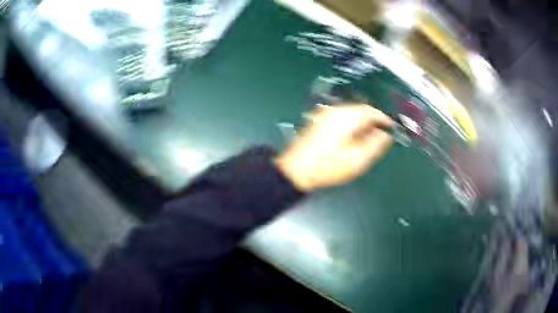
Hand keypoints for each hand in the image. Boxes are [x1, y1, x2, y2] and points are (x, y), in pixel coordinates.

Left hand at [275, 104, 393, 191]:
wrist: (296, 170)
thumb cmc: (329, 167)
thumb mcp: (357, 159)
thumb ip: (375, 145)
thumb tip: (385, 135)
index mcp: (346, 117)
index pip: (370, 111)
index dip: (383, 118)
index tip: (390, 126)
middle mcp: (335, 111)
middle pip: (359, 110)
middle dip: (372, 121)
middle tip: (379, 135)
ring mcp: (325, 115)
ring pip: (350, 114)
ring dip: (361, 123)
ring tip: (367, 139)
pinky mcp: (318, 121)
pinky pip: (340, 118)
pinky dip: (350, 125)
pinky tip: (351, 138)